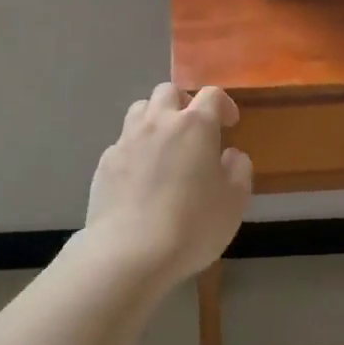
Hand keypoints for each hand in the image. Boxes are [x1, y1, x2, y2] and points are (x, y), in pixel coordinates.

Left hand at [82, 82, 252, 288]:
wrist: (129, 253)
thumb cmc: (192, 225)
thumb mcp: (234, 202)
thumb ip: (239, 170)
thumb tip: (230, 155)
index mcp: (195, 125)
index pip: (212, 94)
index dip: (224, 105)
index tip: (229, 124)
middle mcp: (159, 122)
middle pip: (168, 91)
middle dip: (184, 103)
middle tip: (193, 129)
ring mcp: (127, 140)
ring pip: (140, 109)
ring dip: (155, 118)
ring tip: (164, 145)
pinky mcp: (105, 163)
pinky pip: (122, 142)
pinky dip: (135, 149)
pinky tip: (140, 176)